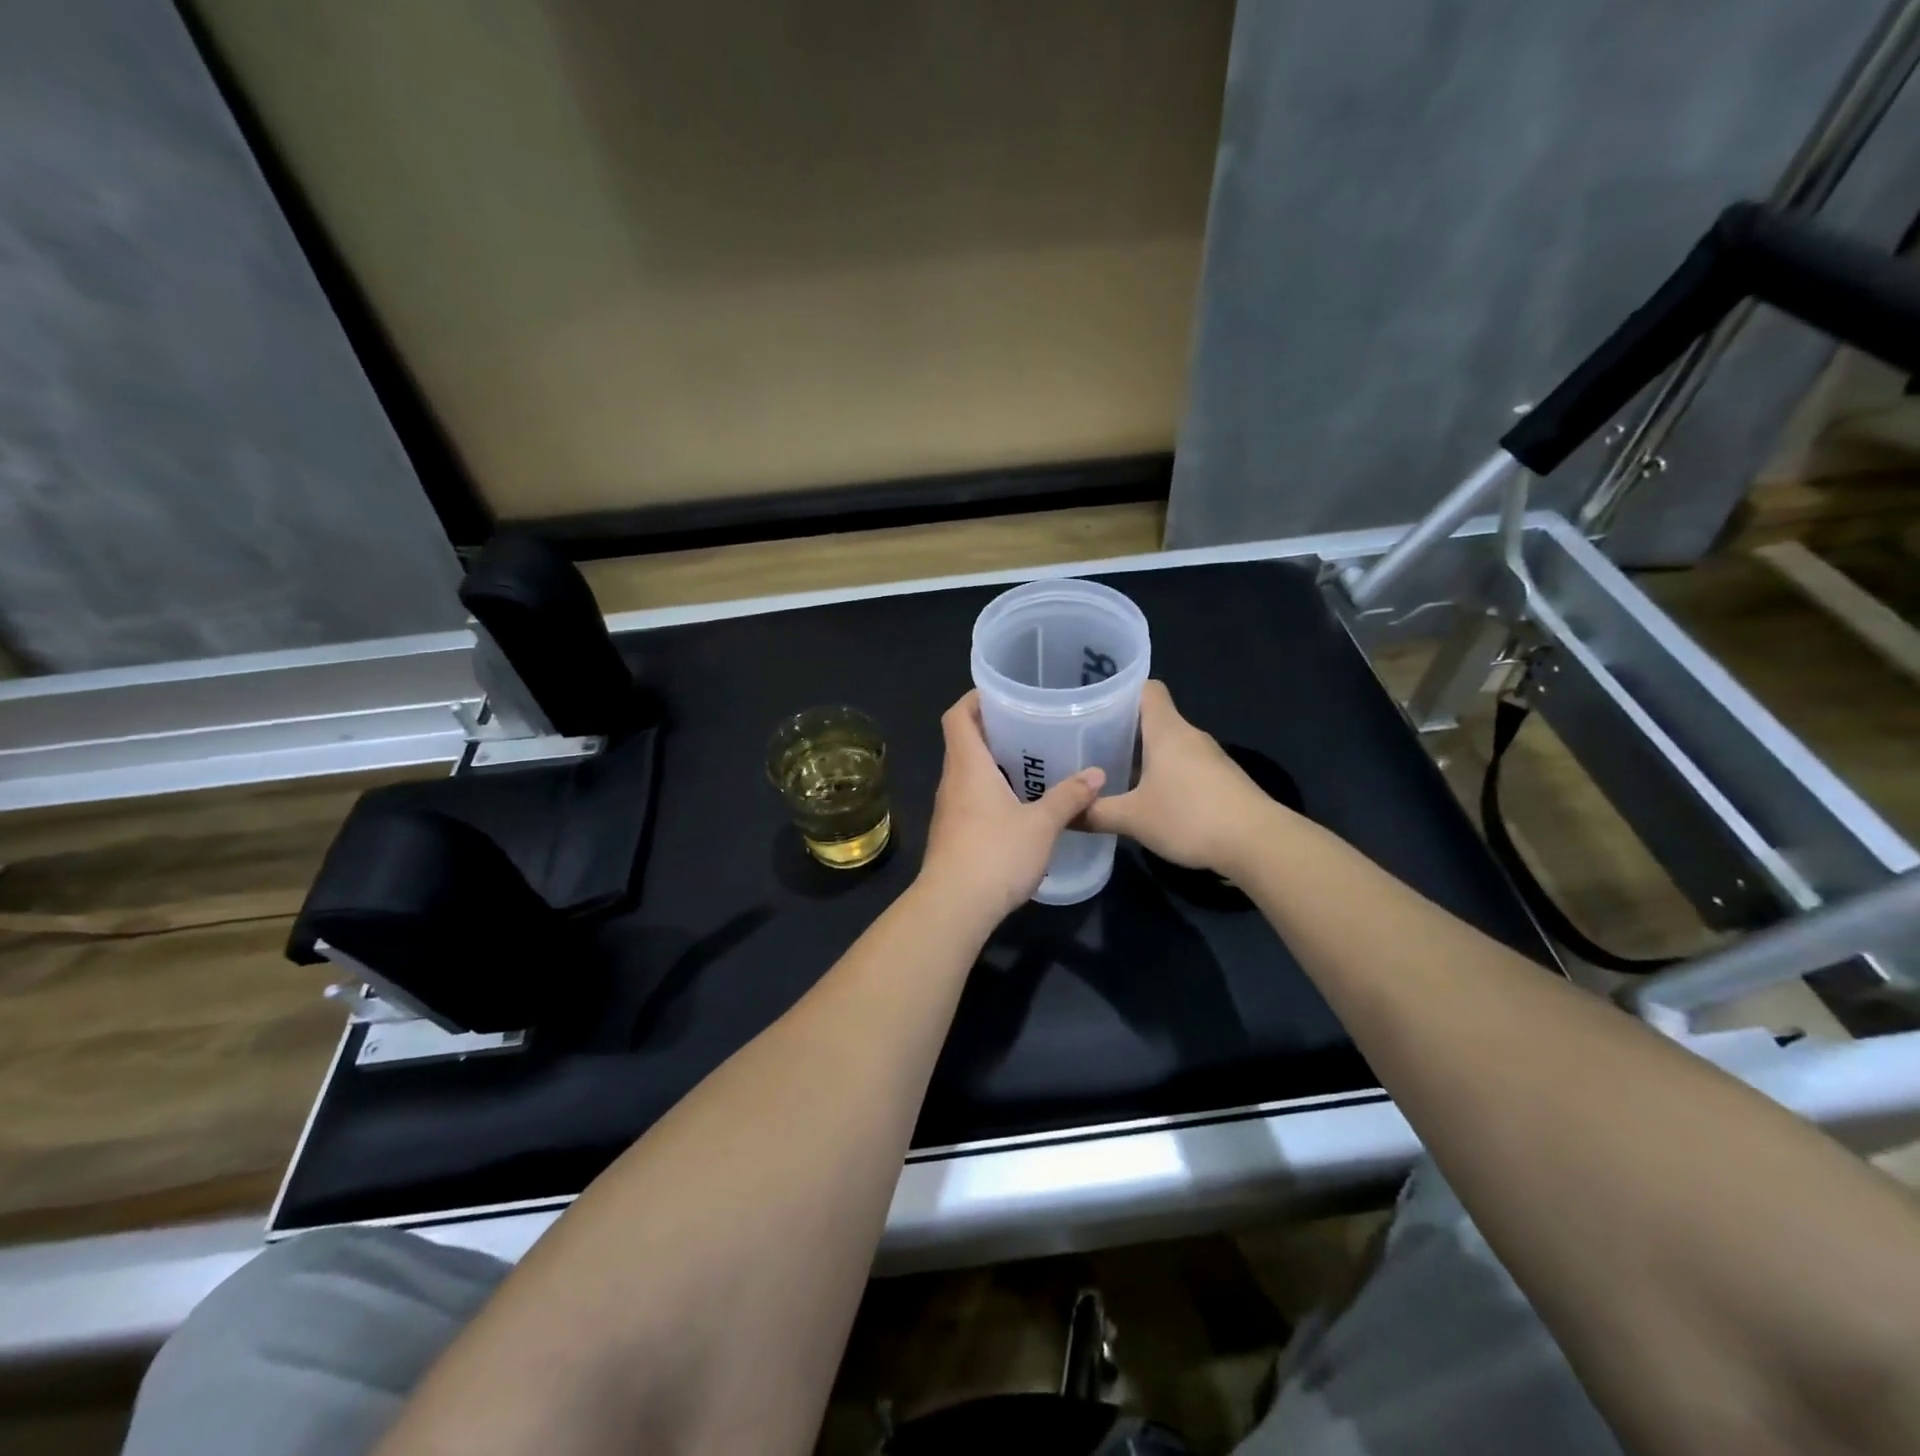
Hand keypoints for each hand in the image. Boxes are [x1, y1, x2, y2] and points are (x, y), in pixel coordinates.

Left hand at [919, 691, 1103, 924]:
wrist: (954, 907)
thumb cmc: (995, 854)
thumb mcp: (1041, 825)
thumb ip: (1068, 797)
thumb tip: (1096, 773)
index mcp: (968, 766)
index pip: (958, 716)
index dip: (975, 698)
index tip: (1003, 693)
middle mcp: (952, 781)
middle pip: (964, 741)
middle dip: (993, 729)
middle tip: (1031, 724)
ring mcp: (949, 809)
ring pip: (968, 772)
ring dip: (994, 762)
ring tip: (1032, 761)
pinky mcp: (953, 833)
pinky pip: (971, 797)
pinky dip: (992, 790)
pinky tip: (1021, 803)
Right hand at [1082, 681, 1274, 873]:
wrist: (1257, 843)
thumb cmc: (1190, 816)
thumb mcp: (1133, 818)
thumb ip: (1095, 813)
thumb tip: (1063, 815)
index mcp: (1166, 730)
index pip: (1146, 689)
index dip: (1121, 691)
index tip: (1094, 704)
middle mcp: (1189, 736)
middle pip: (1154, 718)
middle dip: (1122, 729)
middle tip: (1089, 744)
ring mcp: (1209, 758)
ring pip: (1168, 745)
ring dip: (1143, 755)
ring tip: (1111, 772)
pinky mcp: (1220, 781)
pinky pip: (1183, 766)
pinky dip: (1163, 775)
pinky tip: (1147, 798)